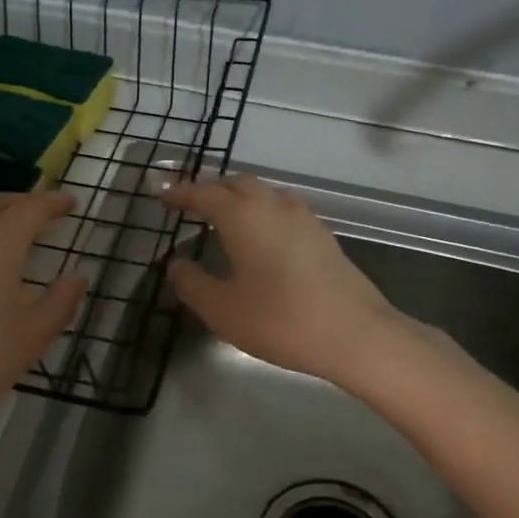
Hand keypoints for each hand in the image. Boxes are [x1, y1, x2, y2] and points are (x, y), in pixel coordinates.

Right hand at [163, 175, 406, 384]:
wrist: (355, 334)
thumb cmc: (280, 320)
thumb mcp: (222, 309)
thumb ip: (192, 283)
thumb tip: (176, 264)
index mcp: (244, 217)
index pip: (205, 194)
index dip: (181, 193)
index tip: (163, 196)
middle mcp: (273, 206)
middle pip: (238, 183)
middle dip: (211, 188)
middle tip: (191, 202)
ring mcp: (304, 219)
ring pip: (265, 193)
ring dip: (240, 196)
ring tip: (225, 214)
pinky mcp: (323, 236)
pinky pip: (284, 209)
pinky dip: (263, 210)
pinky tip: (263, 234)